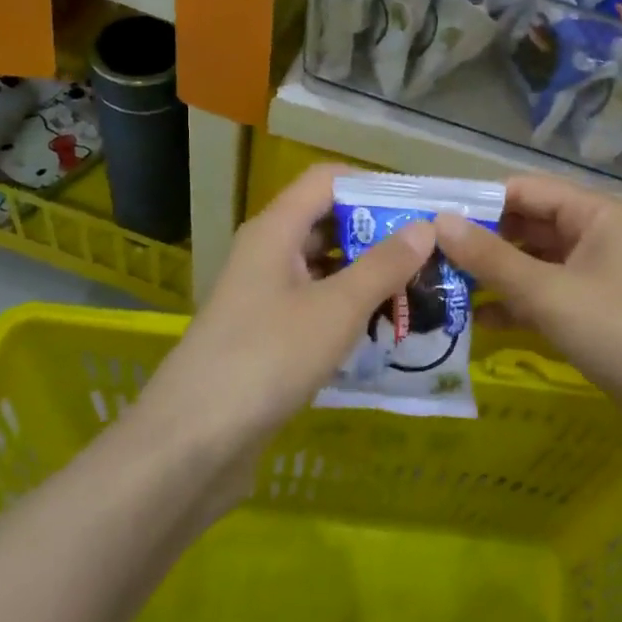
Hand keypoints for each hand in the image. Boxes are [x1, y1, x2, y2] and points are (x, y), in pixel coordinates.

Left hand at [133, 163, 433, 469]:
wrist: (192, 442)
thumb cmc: (268, 357)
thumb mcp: (336, 309)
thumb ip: (384, 265)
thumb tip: (425, 227)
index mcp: (276, 230)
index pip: (327, 180)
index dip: (373, 185)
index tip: (419, 207)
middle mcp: (266, 252)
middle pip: (326, 222)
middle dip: (377, 233)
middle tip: (429, 253)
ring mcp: (262, 295)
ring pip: (322, 267)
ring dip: (366, 274)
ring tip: (416, 289)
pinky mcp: (264, 334)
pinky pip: (313, 304)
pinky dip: (347, 307)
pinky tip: (381, 328)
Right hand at [435, 174, 621, 473]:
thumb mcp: (548, 293)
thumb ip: (490, 258)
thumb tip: (438, 222)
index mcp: (598, 213)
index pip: (526, 190)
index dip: (477, 202)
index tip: (427, 216)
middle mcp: (600, 236)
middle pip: (529, 227)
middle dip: (481, 242)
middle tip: (425, 257)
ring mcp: (600, 278)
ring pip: (535, 266)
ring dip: (494, 277)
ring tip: (439, 289)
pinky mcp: (598, 317)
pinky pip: (548, 299)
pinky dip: (516, 307)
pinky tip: (475, 324)